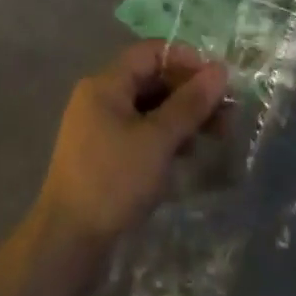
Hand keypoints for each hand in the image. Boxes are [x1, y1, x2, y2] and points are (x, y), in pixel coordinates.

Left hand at [33, 42, 227, 259]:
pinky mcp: (105, 155)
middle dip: (190, 92)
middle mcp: (100, 97)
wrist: (68, 243)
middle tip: (227, 115)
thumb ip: (190, 103)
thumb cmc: (113, 181)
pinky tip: (188, 154)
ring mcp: (100, 127)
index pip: (151, 52)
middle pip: (152, 79)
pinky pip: (141, 131)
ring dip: (182, 116)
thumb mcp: (157, 140)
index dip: (187, 61)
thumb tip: (220, 69)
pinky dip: (166, 137)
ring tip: (216, 136)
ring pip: (149, 108)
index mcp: (105, 83)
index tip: (218, 83)